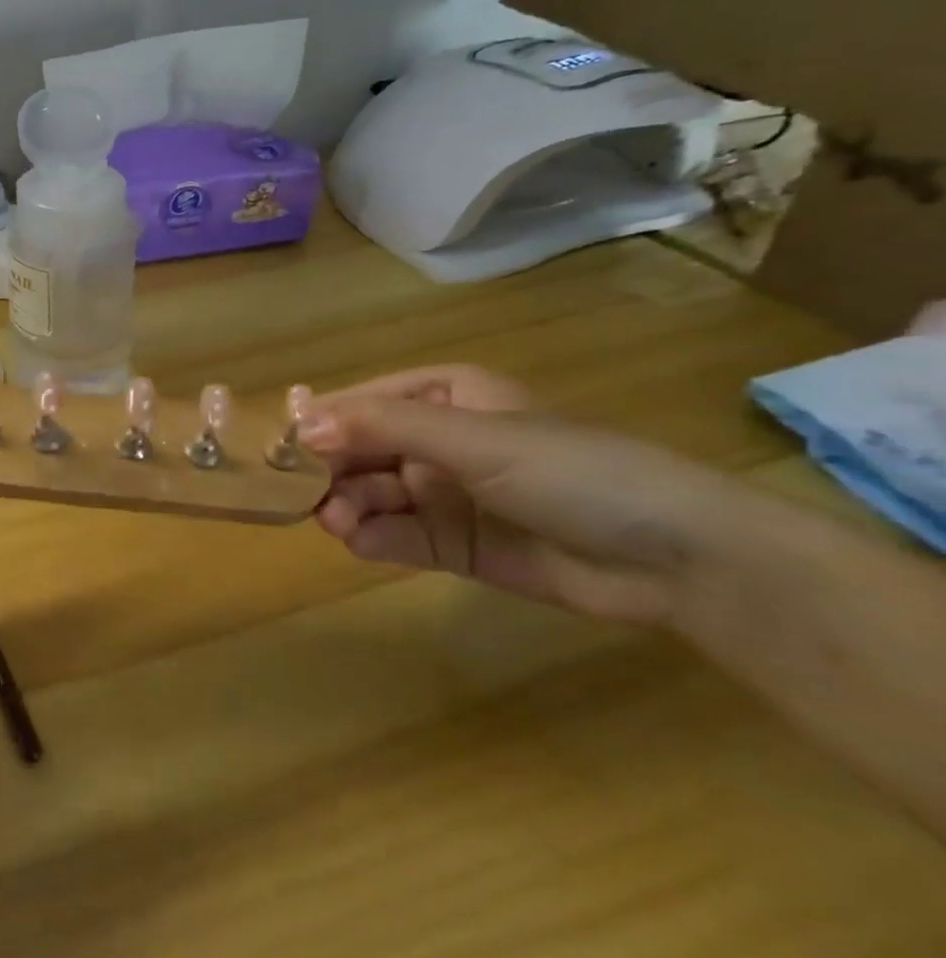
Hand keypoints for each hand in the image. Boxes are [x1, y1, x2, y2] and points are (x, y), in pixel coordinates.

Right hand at [305, 365, 746, 624]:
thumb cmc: (571, 471)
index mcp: (445, 397)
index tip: (280, 446)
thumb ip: (383, 428)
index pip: (363, 402)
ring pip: (373, 494)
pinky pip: (399, 535)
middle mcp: (439, 441)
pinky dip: (374, 538)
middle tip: (304, 494)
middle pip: (361, 450)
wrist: (676, 560)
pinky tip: (362, 543)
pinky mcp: (456, 544)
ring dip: (347, 506)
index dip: (321, 421)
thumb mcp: (473, 437)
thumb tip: (300, 426)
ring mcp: (446, 494)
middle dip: (331, 471)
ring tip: (336, 523)